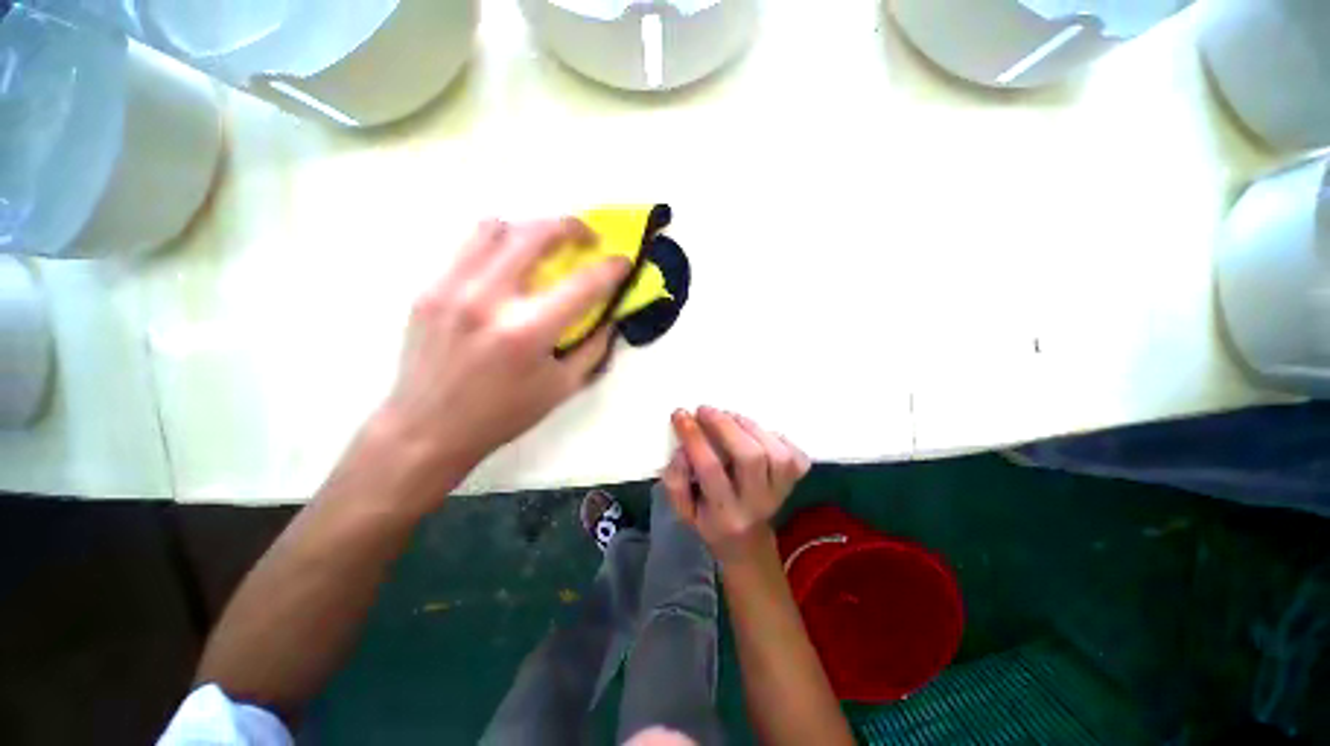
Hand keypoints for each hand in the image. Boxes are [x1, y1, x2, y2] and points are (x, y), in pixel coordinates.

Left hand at [376, 218, 629, 486]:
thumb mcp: (562, 388)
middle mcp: (488, 300)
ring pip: (496, 227)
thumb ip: (593, 348)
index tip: (623, 262)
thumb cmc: (504, 414)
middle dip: (572, 226)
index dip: (611, 268)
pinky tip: (506, 267)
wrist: (428, 429)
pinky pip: (468, 247)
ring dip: (529, 230)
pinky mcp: (428, 289)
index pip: (583, 284)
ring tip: (542, 247)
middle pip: (536, 234)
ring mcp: (452, 289)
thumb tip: (609, 316)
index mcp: (528, 332)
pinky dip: (497, 246)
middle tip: (586, 237)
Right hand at [663, 407, 811, 563]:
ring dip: (750, 427)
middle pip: (750, 457)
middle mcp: (756, 503)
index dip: (695, 438)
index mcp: (724, 513)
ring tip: (729, 417)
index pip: (710, 469)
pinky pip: (795, 455)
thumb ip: (677, 480)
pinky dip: (776, 437)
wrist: (746, 543)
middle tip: (705, 410)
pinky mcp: (795, 483)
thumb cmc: (709, 521)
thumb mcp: (683, 510)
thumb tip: (683, 448)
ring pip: (776, 453)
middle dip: (725, 426)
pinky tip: (756, 434)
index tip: (681, 415)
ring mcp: (781, 493)